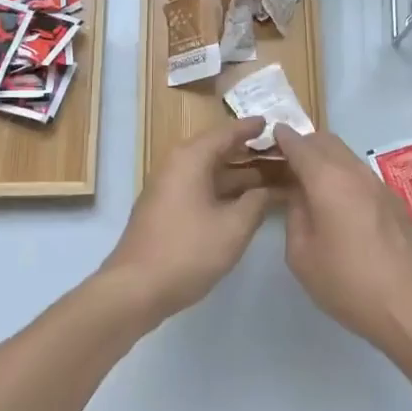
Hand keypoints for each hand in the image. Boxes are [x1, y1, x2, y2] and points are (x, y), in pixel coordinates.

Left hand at [101, 118, 270, 322]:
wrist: (135, 288)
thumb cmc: (187, 251)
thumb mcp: (233, 228)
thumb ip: (256, 203)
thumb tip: (268, 190)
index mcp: (191, 159)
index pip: (226, 133)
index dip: (250, 128)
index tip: (271, 122)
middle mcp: (176, 165)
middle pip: (216, 149)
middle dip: (247, 152)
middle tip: (277, 152)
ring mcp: (168, 187)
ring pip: (208, 171)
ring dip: (237, 174)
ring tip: (269, 178)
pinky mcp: (165, 208)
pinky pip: (199, 187)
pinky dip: (222, 189)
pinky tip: (242, 203)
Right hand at [274, 125, 411, 354]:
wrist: (410, 306)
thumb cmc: (348, 282)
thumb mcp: (302, 255)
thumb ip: (295, 216)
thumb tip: (300, 197)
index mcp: (327, 179)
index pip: (300, 145)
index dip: (283, 138)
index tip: (271, 135)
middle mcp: (354, 172)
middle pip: (326, 141)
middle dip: (305, 144)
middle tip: (287, 163)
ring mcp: (379, 184)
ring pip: (346, 155)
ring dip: (326, 159)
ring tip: (312, 183)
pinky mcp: (394, 200)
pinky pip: (361, 174)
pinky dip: (344, 175)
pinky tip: (340, 203)